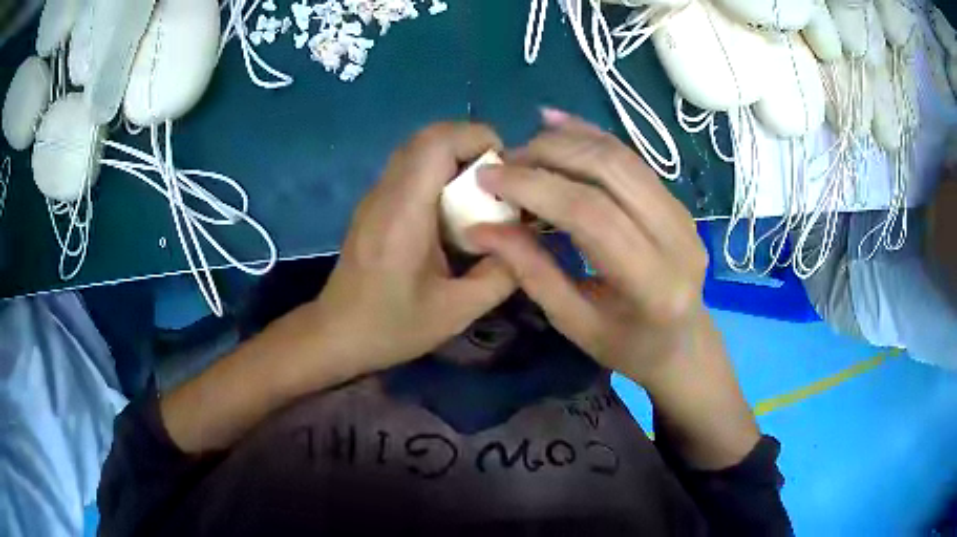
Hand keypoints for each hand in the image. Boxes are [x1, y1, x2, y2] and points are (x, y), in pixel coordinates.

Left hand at [310, 123, 516, 377]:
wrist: (336, 334)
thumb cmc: (392, 326)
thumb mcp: (456, 312)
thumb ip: (501, 275)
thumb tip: (527, 240)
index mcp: (404, 213)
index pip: (438, 143)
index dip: (478, 138)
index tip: (507, 168)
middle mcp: (386, 192)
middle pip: (428, 136)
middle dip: (472, 144)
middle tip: (498, 179)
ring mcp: (375, 195)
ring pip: (418, 147)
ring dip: (455, 155)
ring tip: (480, 191)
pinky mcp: (373, 204)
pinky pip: (409, 166)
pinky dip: (439, 169)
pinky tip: (452, 208)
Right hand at [469, 110, 708, 386]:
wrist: (683, 344)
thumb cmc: (627, 347)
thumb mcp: (573, 322)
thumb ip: (531, 271)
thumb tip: (481, 228)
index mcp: (653, 283)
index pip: (591, 214)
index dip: (535, 187)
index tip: (487, 177)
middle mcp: (677, 237)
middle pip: (609, 171)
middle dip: (548, 154)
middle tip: (504, 161)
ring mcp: (683, 213)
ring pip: (621, 156)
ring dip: (568, 141)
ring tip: (524, 146)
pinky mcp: (677, 201)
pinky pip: (631, 158)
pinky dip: (591, 137)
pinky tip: (557, 124)